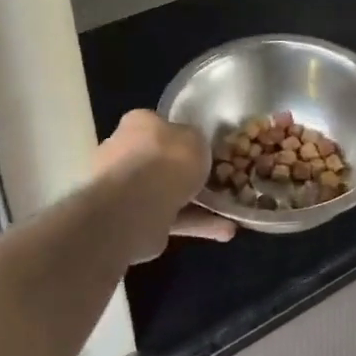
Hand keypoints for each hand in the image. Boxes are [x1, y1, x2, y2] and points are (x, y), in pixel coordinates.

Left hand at [93, 110, 236, 258]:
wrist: (137, 206)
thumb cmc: (167, 159)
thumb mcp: (195, 137)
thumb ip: (194, 140)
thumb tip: (191, 146)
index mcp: (137, 124)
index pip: (159, 125)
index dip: (182, 135)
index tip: (203, 147)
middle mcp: (125, 154)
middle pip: (161, 161)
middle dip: (187, 173)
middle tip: (218, 180)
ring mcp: (126, 190)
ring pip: (167, 193)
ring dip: (198, 204)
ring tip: (230, 211)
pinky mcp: (134, 220)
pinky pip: (170, 219)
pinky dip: (196, 224)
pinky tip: (225, 230)